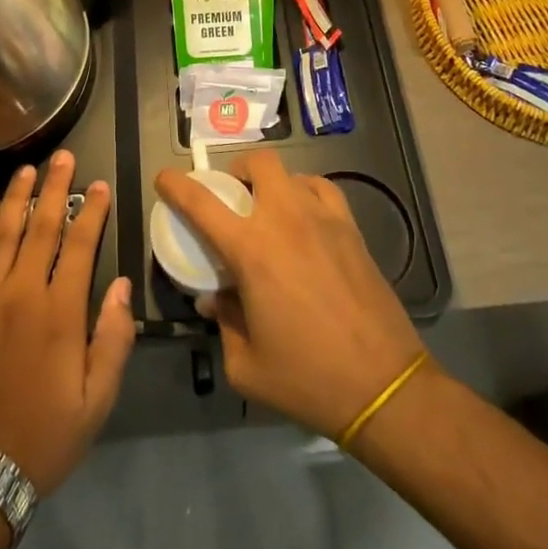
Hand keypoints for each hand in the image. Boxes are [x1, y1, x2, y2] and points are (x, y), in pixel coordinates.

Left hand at [0, 150, 134, 495]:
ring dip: (14, 199)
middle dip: (56, 188)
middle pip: (42, 227)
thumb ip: (114, 339)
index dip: (92, 211)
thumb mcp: (97, 401)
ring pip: (0, 235)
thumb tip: (124, 285)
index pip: (80, 245)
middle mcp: (20, 292)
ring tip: (25, 170)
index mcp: (60, 311)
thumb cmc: (42, 437)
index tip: (99, 184)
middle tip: (63, 157)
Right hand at [154, 152, 423, 438]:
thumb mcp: (246, 365)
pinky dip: (306, 191)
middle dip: (237, 171)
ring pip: (291, 173)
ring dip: (272, 184)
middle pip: (256, 164)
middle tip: (231, 196)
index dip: (176, 185)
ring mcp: (322, 218)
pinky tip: (305, 214)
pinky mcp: (351, 228)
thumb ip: (223, 323)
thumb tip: (214, 298)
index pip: (201, 203)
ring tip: (270, 210)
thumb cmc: (307, 378)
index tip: (164, 179)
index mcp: (251, 250)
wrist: (383, 384)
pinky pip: (323, 189)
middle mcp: (284, 220)